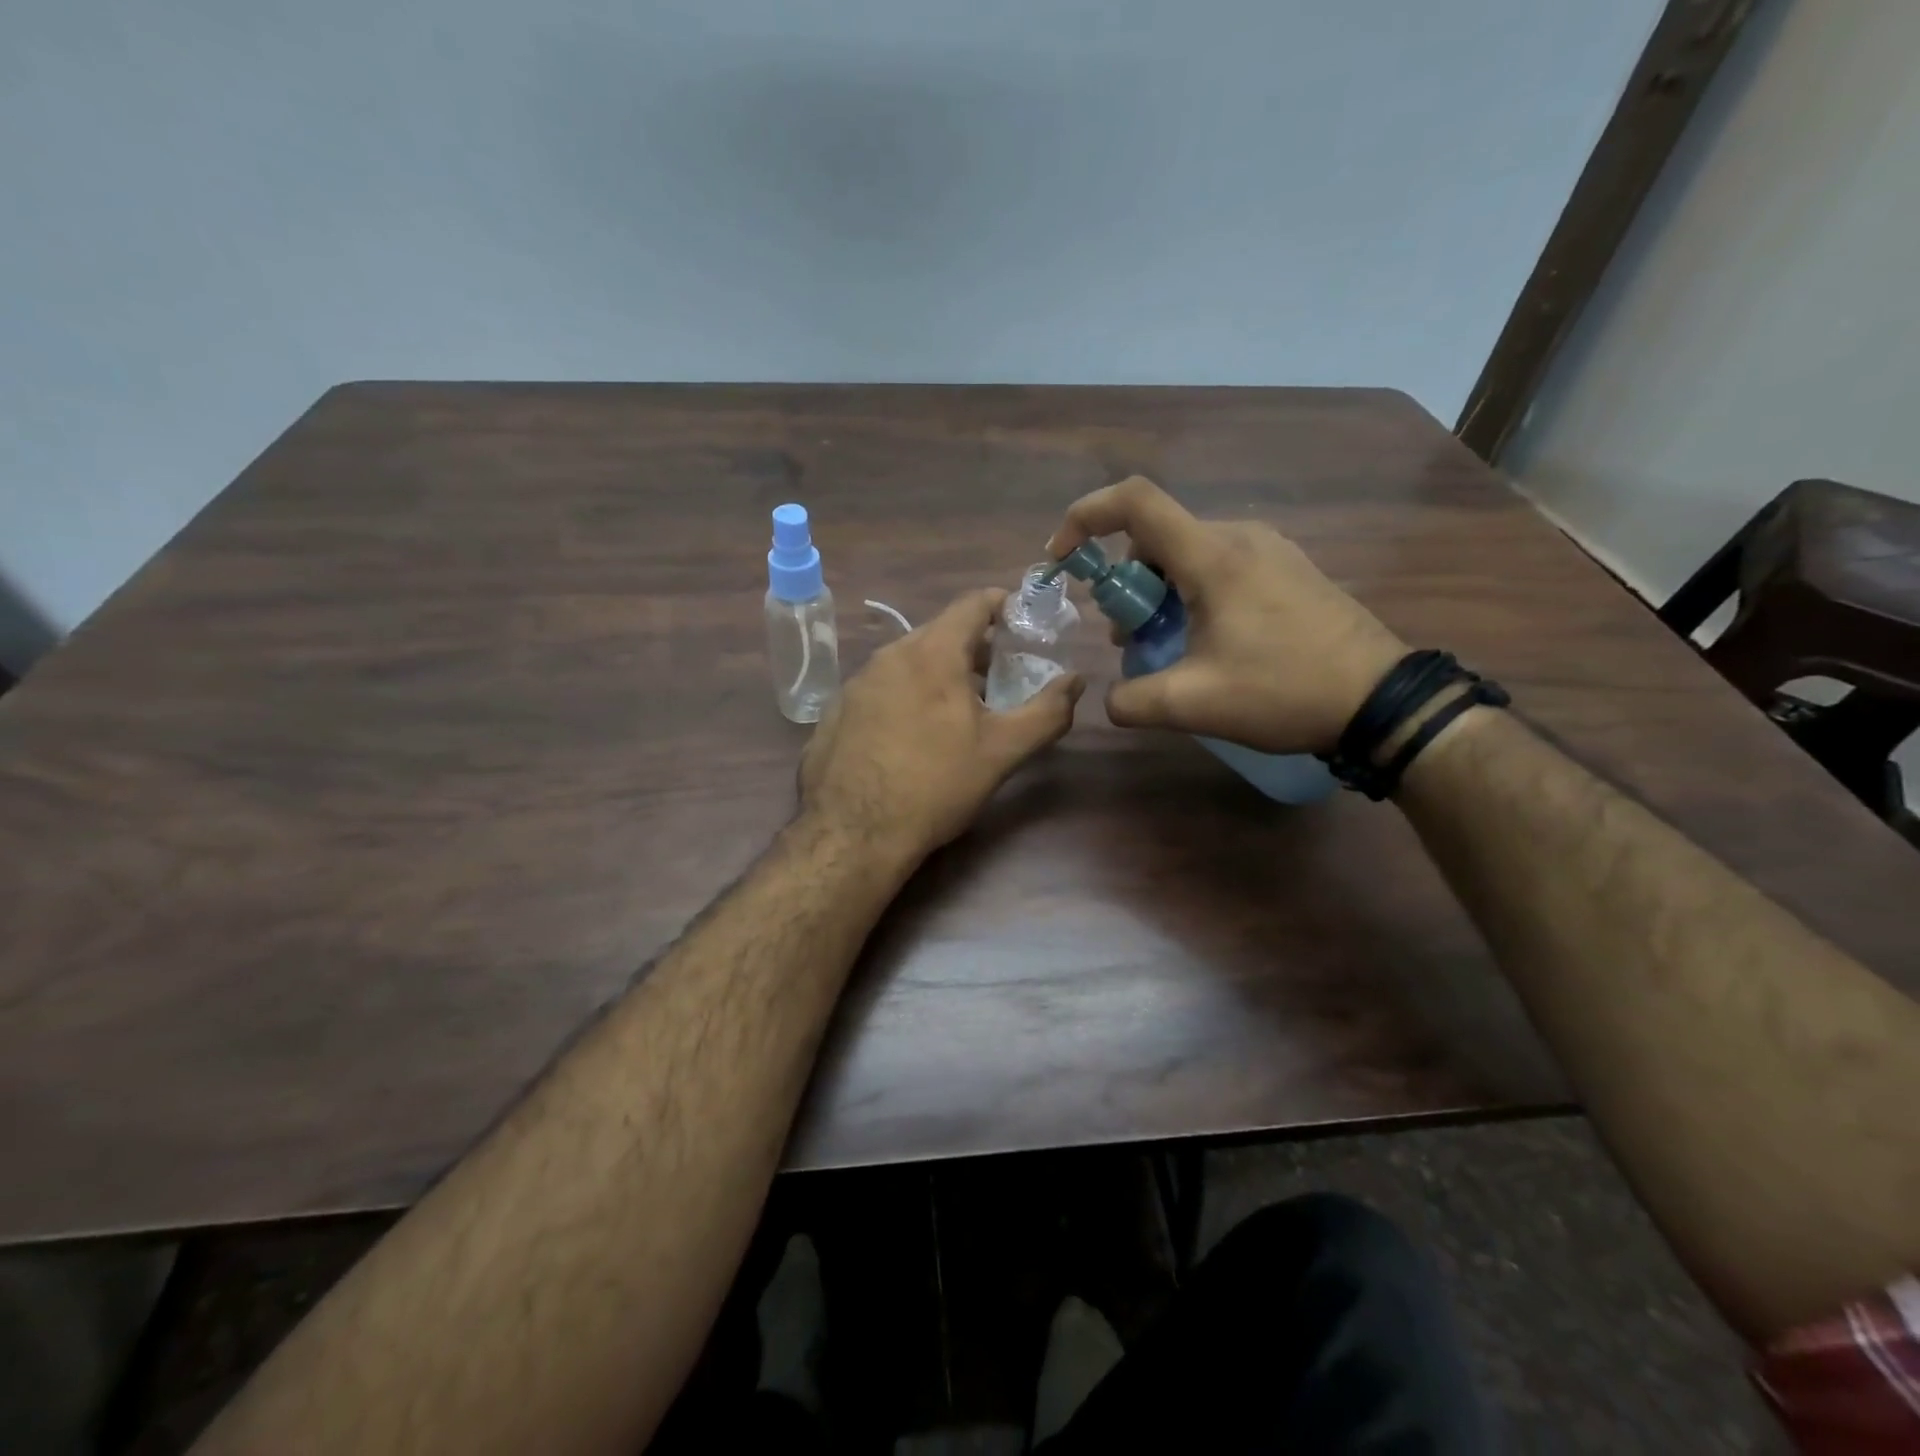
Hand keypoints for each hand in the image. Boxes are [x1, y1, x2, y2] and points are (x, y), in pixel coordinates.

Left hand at [799, 589, 1083, 860]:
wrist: (853, 834)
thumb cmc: (935, 786)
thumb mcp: (1002, 752)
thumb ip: (1047, 712)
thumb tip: (1076, 680)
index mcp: (931, 653)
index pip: (972, 603)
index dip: (1002, 604)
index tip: (1022, 620)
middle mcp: (888, 655)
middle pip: (939, 632)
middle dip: (973, 647)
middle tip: (998, 677)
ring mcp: (855, 682)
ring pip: (907, 661)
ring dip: (937, 673)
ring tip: (957, 709)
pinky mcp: (835, 711)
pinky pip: (880, 688)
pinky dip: (904, 695)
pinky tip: (911, 735)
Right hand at [1046, 476, 1405, 753]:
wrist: (1380, 700)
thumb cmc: (1284, 691)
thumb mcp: (1193, 704)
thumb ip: (1131, 701)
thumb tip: (1111, 699)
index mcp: (1213, 556)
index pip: (1135, 502)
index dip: (1085, 517)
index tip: (1063, 559)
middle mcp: (1239, 538)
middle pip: (1156, 536)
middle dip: (1124, 583)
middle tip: (1126, 636)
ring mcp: (1269, 550)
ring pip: (1186, 554)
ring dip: (1157, 593)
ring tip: (1163, 645)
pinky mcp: (1287, 570)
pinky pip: (1218, 566)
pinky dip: (1190, 594)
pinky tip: (1204, 642)